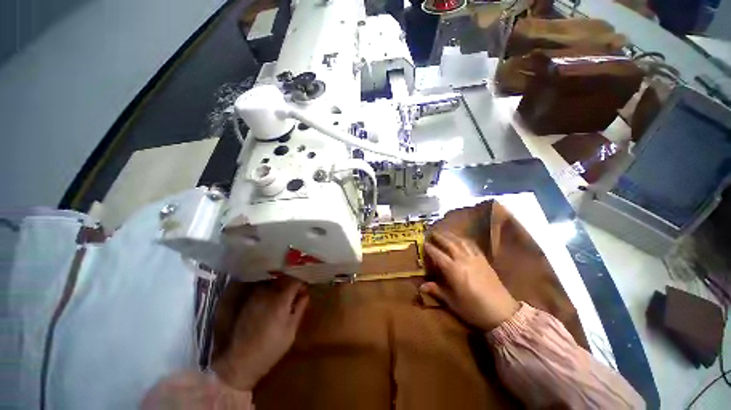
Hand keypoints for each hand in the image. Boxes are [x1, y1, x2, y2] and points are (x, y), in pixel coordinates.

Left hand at [213, 276, 308, 390]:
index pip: (294, 280)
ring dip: (281, 286)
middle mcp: (267, 294)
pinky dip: (271, 291)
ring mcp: (255, 297)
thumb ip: (300, 309)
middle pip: (283, 279)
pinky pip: (263, 290)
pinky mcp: (248, 303)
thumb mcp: (291, 331)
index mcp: (280, 301)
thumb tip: (306, 295)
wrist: (239, 362)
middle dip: (292, 283)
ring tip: (285, 298)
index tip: (305, 288)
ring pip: (272, 283)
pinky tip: (273, 303)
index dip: (302, 281)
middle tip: (297, 293)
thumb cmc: (270, 349)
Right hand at [421, 231, 518, 330]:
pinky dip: (464, 240)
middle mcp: (463, 260)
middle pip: (449, 243)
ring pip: (460, 242)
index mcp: (453, 270)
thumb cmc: (473, 309)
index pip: (437, 254)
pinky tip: (461, 239)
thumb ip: (436, 291)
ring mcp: (475, 258)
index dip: (429, 248)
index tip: (423, 243)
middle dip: (439, 237)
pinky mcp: (484, 260)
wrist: (502, 313)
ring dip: (451, 235)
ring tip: (444, 232)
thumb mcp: (452, 302)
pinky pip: (472, 245)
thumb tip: (421, 287)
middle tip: (431, 232)